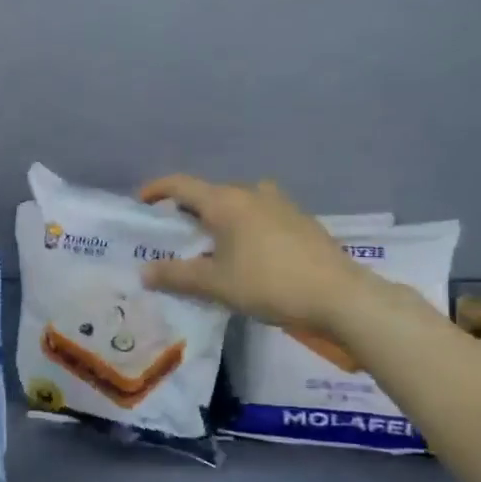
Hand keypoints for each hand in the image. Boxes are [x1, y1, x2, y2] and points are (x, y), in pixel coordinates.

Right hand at [137, 175, 376, 330]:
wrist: (340, 296)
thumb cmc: (269, 284)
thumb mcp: (214, 284)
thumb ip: (175, 275)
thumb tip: (144, 271)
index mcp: (225, 202)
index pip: (180, 185)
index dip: (156, 191)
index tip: (140, 203)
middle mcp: (251, 193)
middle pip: (209, 194)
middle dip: (187, 211)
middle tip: (173, 236)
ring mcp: (280, 204)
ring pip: (237, 204)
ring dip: (218, 218)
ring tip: (210, 245)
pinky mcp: (300, 221)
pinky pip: (259, 215)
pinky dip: (242, 227)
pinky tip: (245, 255)